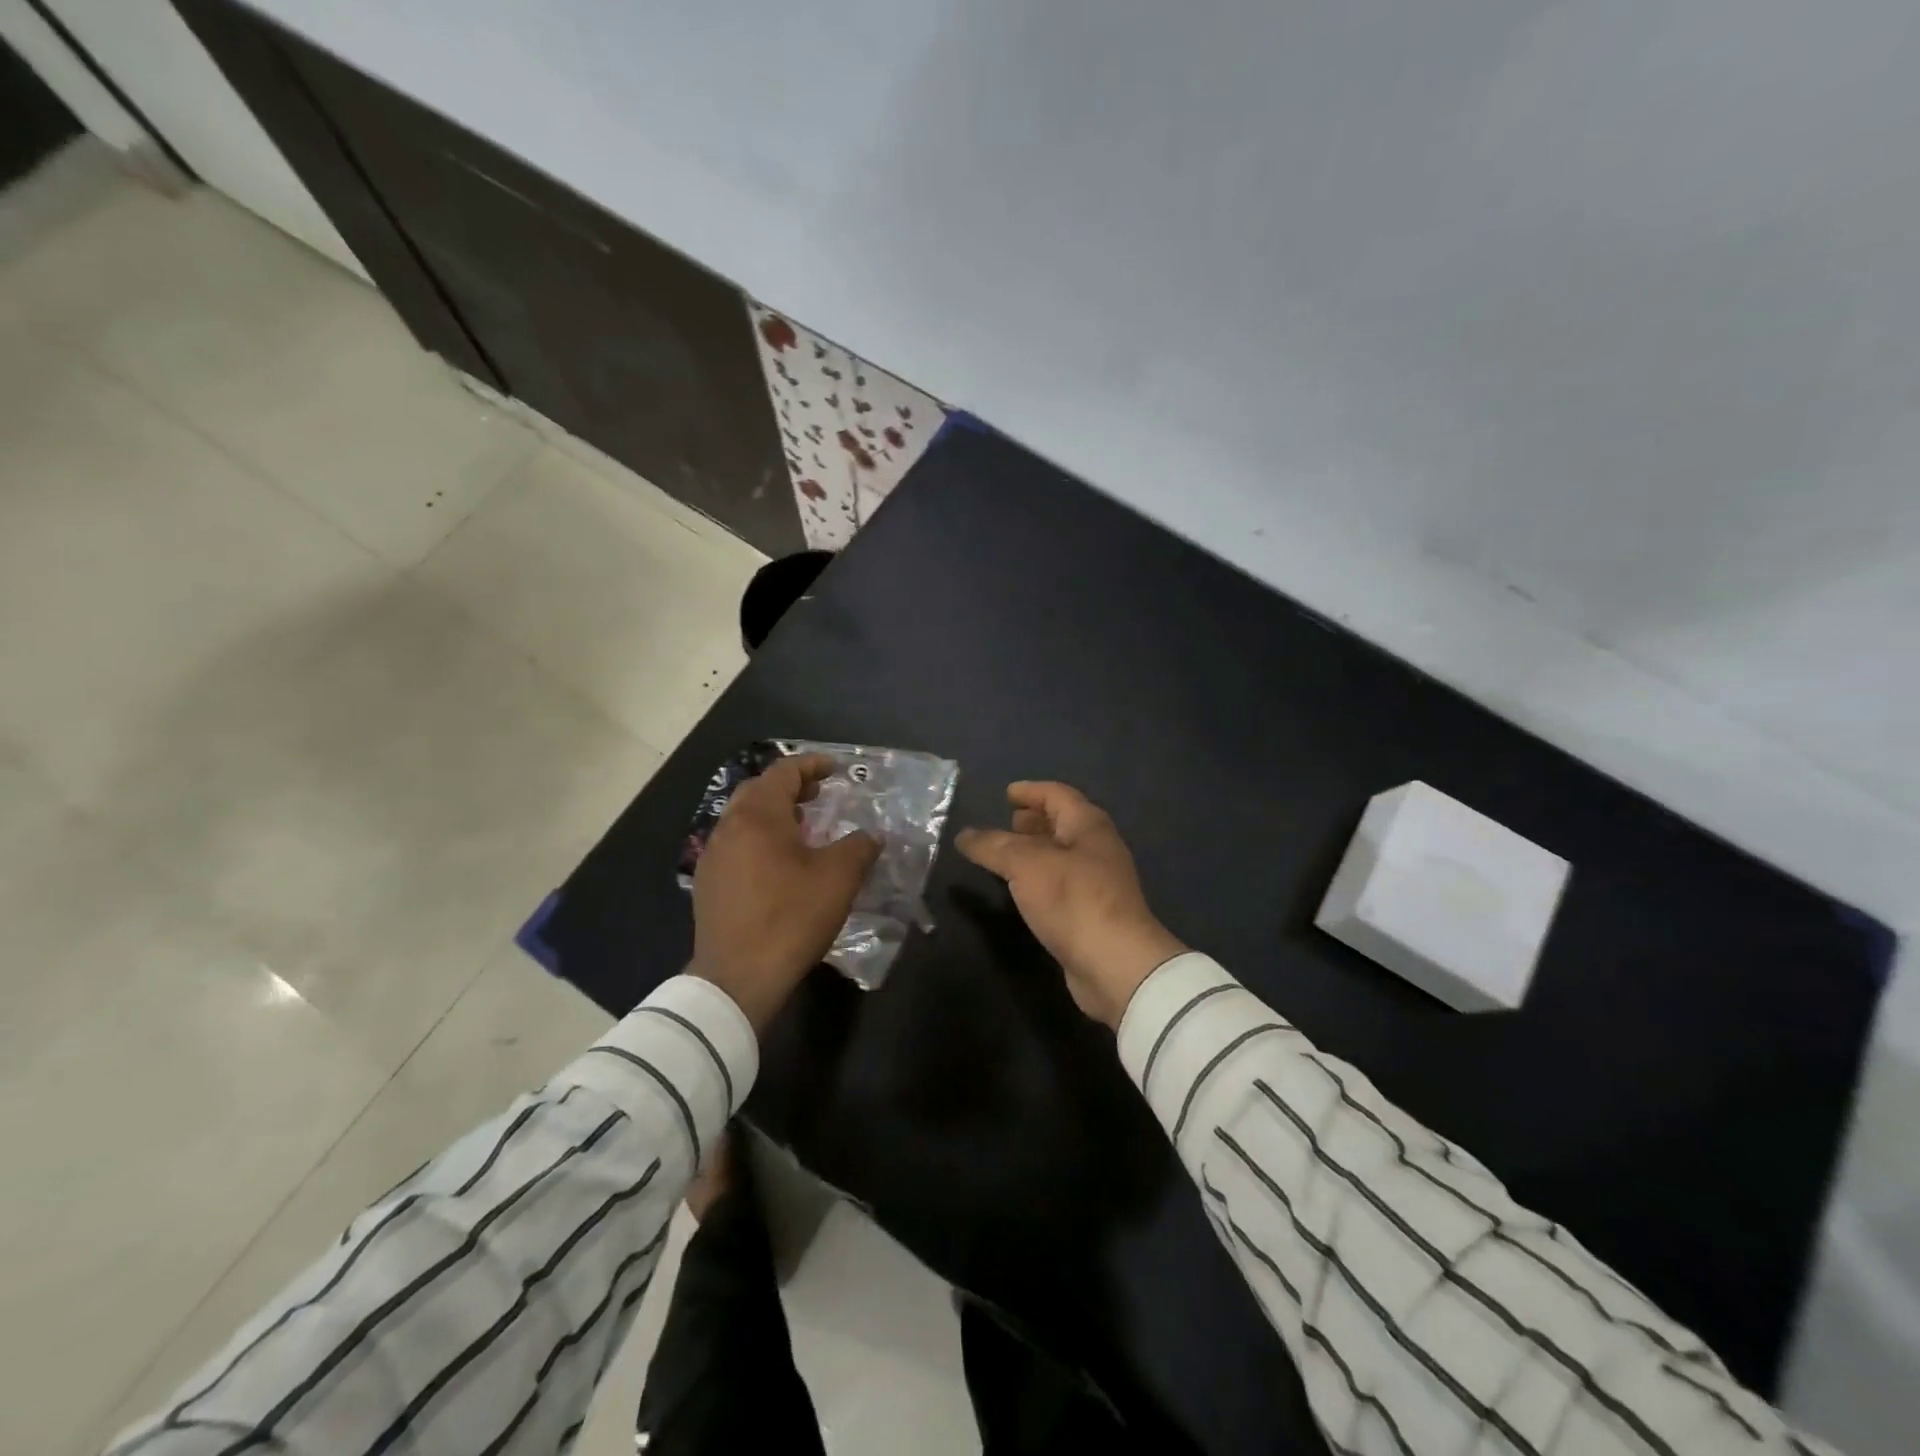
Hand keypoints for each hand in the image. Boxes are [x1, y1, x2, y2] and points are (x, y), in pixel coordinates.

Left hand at [691, 753, 879, 1033]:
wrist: (737, 977)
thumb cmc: (790, 918)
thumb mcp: (838, 879)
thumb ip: (859, 847)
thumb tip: (872, 835)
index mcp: (758, 816)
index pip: (783, 772)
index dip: (811, 765)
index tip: (835, 767)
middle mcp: (728, 827)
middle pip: (759, 791)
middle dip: (790, 786)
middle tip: (819, 793)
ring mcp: (712, 856)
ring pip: (744, 818)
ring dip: (774, 813)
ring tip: (802, 826)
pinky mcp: (707, 883)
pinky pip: (735, 844)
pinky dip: (759, 838)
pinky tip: (778, 863)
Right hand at [957, 782, 1185, 1028]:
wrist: (1116, 964)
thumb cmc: (1074, 901)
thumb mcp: (1026, 865)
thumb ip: (994, 847)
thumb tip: (964, 835)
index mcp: (1088, 826)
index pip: (1058, 795)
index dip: (1031, 791)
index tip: (1007, 793)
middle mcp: (1097, 848)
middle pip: (1063, 823)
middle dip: (1035, 820)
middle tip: (1007, 821)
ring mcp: (1098, 882)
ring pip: (1062, 855)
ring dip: (1035, 850)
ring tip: (1006, 854)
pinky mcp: (1092, 913)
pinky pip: (1061, 883)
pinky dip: (1039, 878)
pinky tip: (1021, 889)